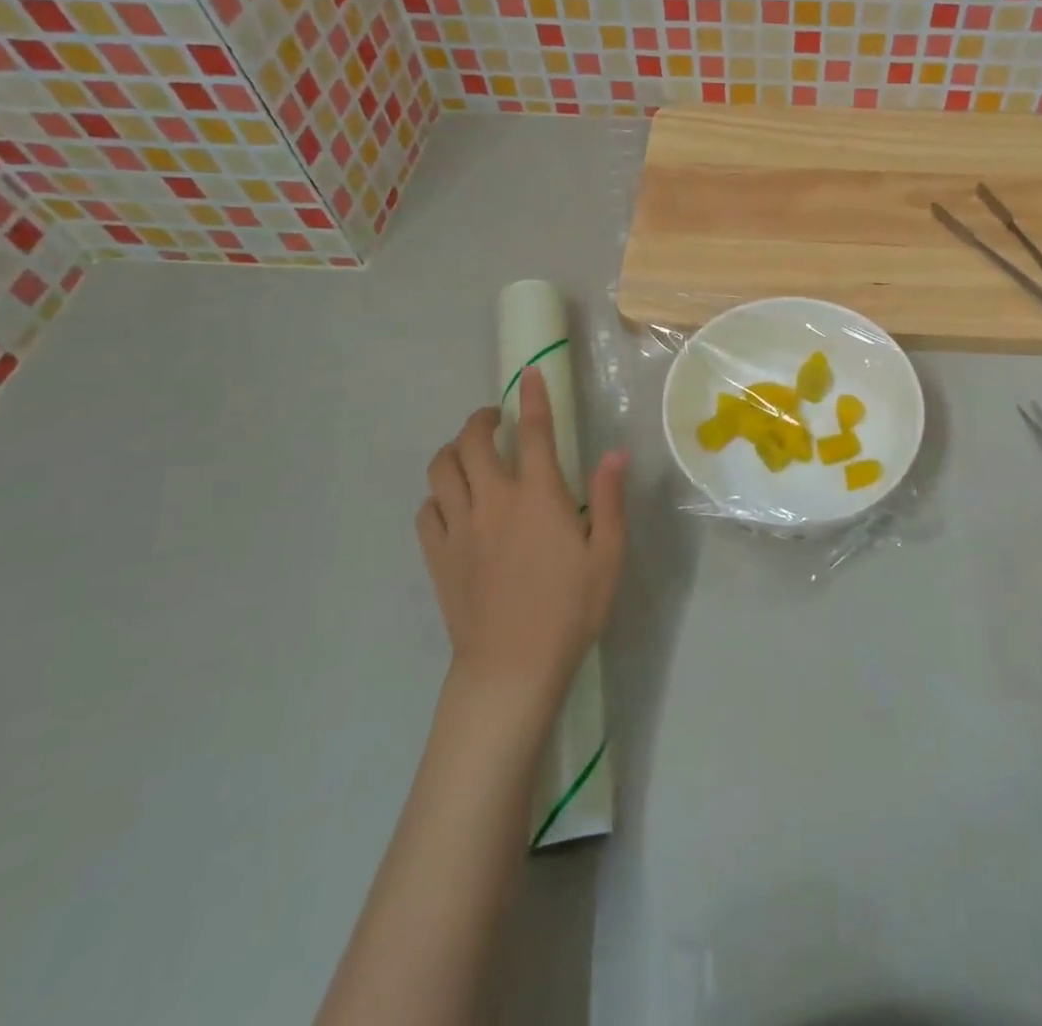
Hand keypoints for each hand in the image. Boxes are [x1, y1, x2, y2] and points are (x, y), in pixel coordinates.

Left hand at [416, 366, 628, 710]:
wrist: (513, 666)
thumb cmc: (571, 609)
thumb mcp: (608, 554)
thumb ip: (610, 499)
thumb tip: (615, 454)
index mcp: (539, 496)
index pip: (535, 432)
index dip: (532, 397)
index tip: (528, 374)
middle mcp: (493, 500)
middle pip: (473, 441)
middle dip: (482, 419)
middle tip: (496, 420)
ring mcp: (460, 527)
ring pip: (441, 469)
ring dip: (454, 451)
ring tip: (469, 454)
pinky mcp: (438, 556)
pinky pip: (426, 511)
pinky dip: (437, 496)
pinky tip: (451, 503)